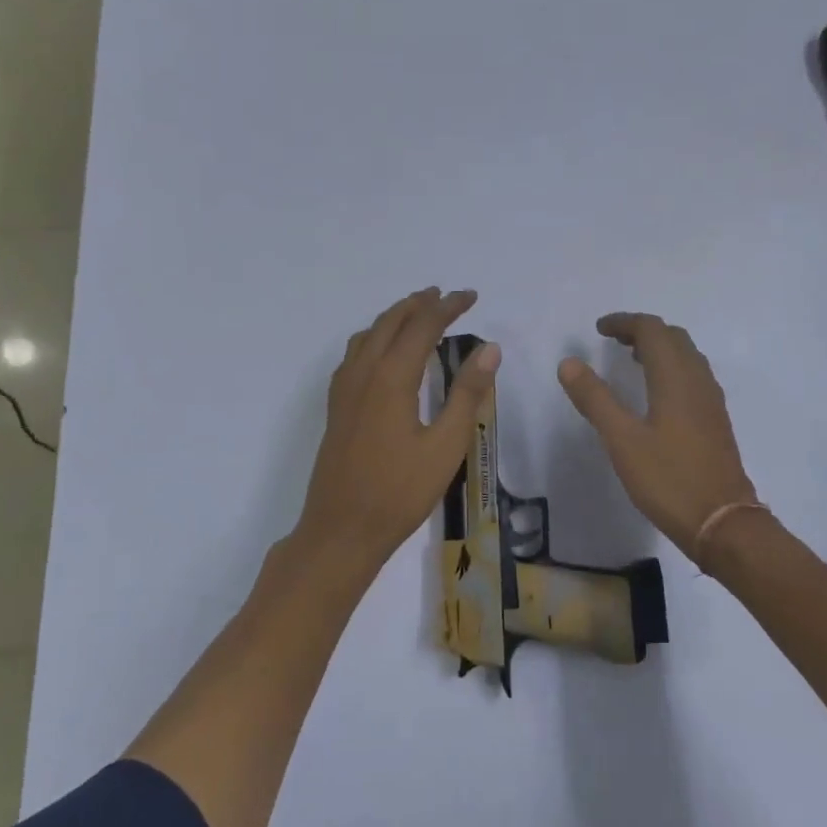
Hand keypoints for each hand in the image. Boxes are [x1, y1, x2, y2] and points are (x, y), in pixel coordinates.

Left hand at [286, 288, 499, 582]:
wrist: (342, 530)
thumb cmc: (400, 492)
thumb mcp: (445, 445)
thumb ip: (467, 393)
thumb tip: (489, 348)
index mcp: (391, 378)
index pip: (422, 326)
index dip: (448, 307)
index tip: (471, 296)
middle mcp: (363, 374)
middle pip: (390, 323)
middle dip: (418, 304)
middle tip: (444, 296)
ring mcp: (344, 390)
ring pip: (368, 336)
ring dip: (393, 318)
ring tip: (416, 314)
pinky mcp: (337, 407)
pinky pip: (354, 355)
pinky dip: (374, 338)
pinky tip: (382, 353)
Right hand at [557, 313, 756, 561]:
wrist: (723, 523)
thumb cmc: (668, 479)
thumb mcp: (622, 440)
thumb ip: (595, 399)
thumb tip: (568, 362)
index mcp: (675, 378)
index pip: (652, 330)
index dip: (625, 322)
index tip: (599, 329)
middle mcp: (698, 380)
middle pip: (673, 337)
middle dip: (643, 331)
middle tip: (613, 341)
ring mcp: (711, 401)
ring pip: (687, 356)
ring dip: (660, 348)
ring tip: (632, 359)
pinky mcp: (715, 420)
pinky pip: (694, 376)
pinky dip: (672, 367)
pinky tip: (657, 393)